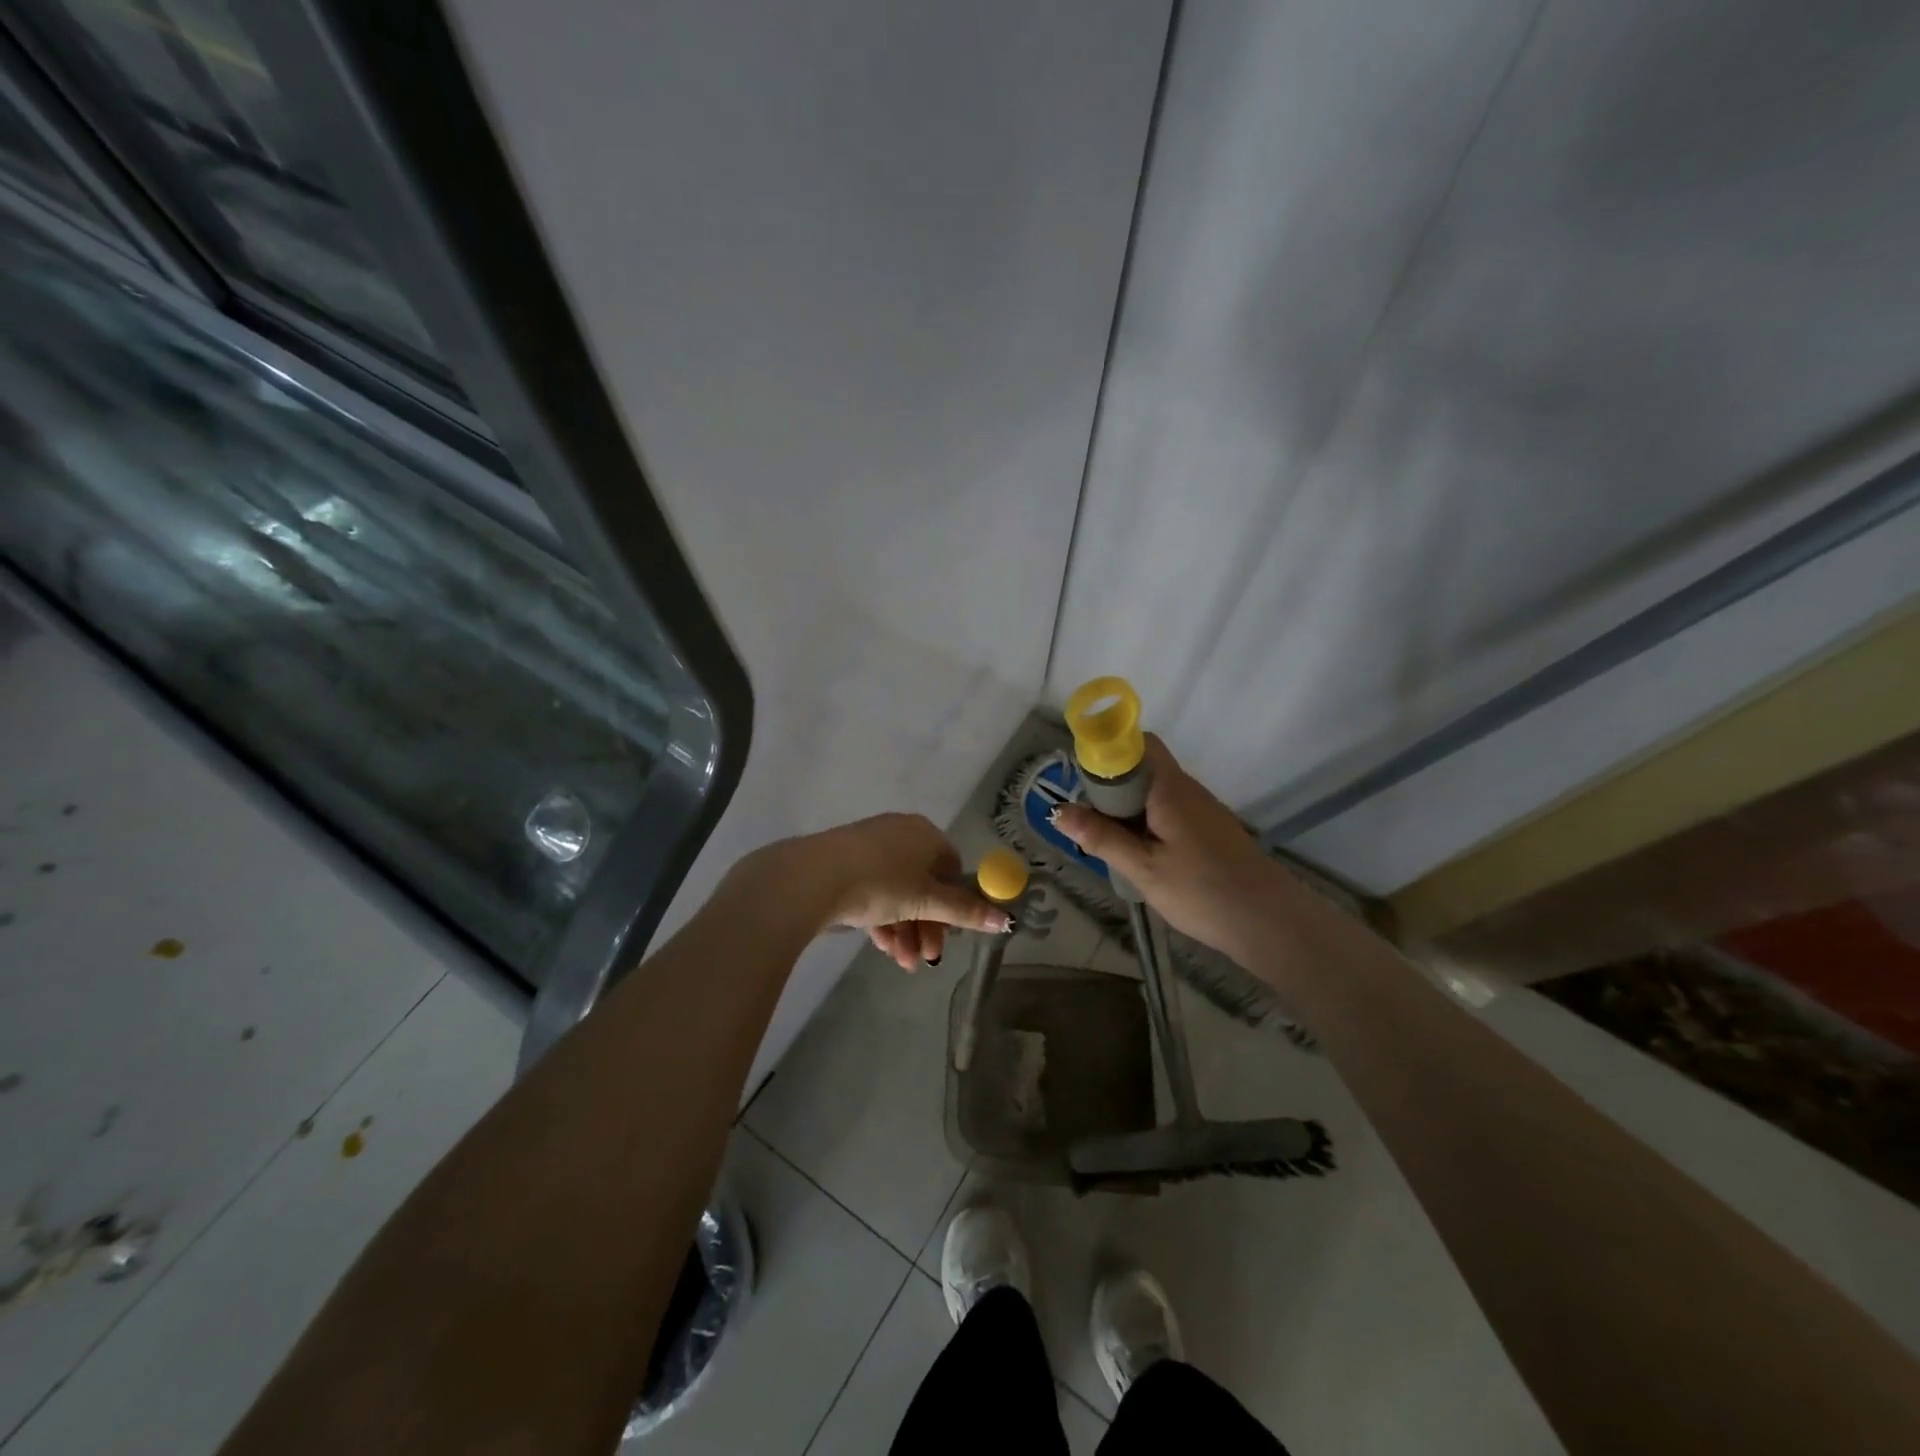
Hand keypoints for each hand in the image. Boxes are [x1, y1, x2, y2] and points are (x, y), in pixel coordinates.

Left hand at [790, 813, 1011, 969]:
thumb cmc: (881, 882)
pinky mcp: (844, 863)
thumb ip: (965, 911)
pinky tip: (881, 947)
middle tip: (925, 958)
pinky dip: (881, 919)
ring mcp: (869, 847)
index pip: (951, 868)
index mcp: (925, 834)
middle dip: (927, 926)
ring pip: (897, 892)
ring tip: (902, 962)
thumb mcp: (926, 901)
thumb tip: (1006, 919)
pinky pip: (873, 892)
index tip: (950, 935)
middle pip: (924, 884)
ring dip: (905, 930)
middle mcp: (900, 834)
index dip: (954, 904)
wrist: (813, 877)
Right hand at [1052, 736, 1279, 954]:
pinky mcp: (1209, 831)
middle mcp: (1187, 790)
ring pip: (1154, 793)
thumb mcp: (1142, 867)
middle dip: (1110, 787)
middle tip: (1088, 821)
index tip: (1082, 780)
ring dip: (1127, 809)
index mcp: (1170, 788)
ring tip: (1107, 842)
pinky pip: (1169, 812)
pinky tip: (1138, 855)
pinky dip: (1147, 824)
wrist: (1270, 922)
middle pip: (1143, 768)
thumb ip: (1100, 837)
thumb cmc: (1202, 890)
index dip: (1108, 751)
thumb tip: (1058, 810)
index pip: (1138, 743)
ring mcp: (1202, 810)